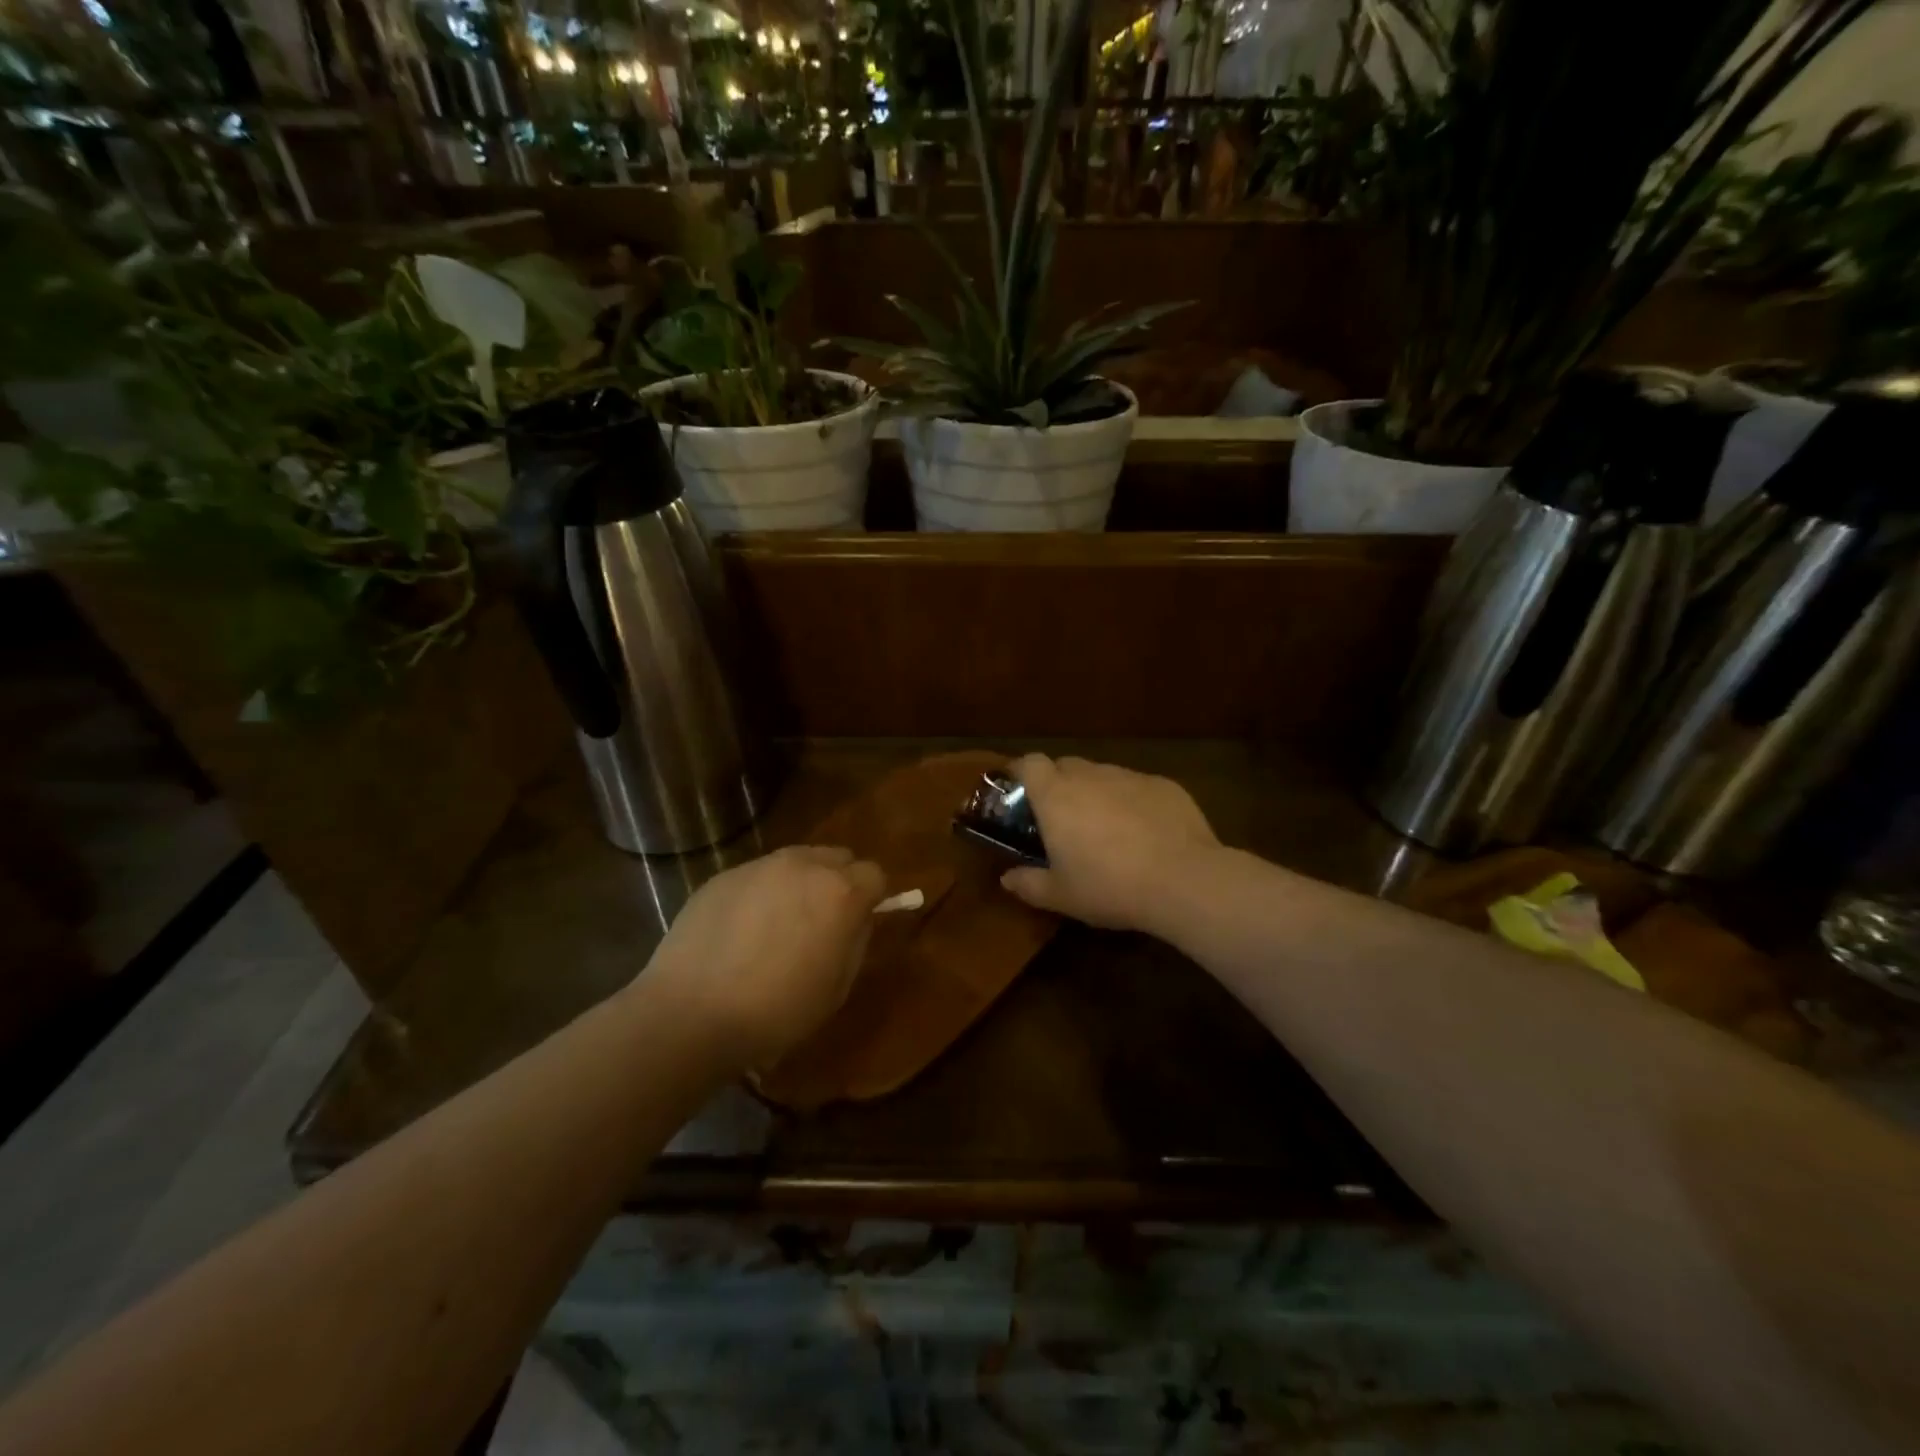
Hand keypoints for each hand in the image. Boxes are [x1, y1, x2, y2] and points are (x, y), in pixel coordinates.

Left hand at [643, 846, 886, 1066]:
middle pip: (837, 857)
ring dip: (799, 883)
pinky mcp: (724, 875)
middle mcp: (804, 865)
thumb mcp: (837, 988)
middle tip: (821, 921)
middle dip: (838, 882)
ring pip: (796, 860)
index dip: (871, 898)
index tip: (857, 923)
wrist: (690, 1014)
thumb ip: (856, 941)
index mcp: (840, 892)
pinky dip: (761, 894)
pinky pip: (757, 875)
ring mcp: (760, 865)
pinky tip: (740, 931)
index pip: (874, 874)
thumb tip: (857, 919)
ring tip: (778, 925)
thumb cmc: (776, 1011)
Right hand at [1000, 754, 1219, 933]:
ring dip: (1096, 792)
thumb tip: (1007, 878)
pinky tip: (1144, 833)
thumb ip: (1028, 883)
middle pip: (1065, 765)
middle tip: (1061, 817)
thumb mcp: (1061, 896)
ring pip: (1103, 775)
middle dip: (1059, 784)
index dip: (1021, 772)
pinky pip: (1137, 786)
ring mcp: (1130, 777)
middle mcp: (1090, 776)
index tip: (1018, 790)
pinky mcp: (1164, 785)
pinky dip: (1131, 801)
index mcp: (1056, 796)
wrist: (1183, 880)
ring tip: (1105, 828)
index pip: (1029, 763)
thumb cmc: (1109, 887)